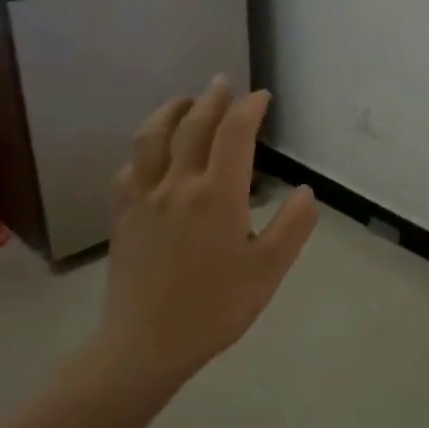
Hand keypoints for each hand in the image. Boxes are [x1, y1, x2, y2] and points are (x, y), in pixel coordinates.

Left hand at [91, 78, 316, 401]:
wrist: (146, 343)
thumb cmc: (216, 307)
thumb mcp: (269, 270)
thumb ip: (292, 226)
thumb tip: (306, 192)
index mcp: (217, 195)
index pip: (235, 134)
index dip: (249, 108)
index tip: (262, 98)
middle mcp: (178, 185)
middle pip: (193, 126)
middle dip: (212, 99)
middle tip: (225, 84)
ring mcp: (144, 197)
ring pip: (152, 137)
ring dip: (171, 111)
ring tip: (186, 102)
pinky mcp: (123, 214)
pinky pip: (130, 166)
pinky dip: (144, 147)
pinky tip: (151, 151)